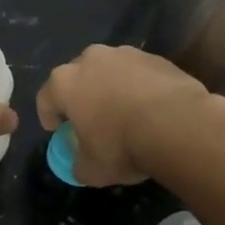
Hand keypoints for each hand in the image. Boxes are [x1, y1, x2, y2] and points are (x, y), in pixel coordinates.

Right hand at [36, 45, 211, 185]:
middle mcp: (90, 59)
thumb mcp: (91, 170)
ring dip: (112, 88)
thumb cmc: (122, 146)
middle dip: (82, 97)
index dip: (49, 117)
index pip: (45, 98)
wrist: (179, 126)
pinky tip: (152, 110)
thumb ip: (77, 163)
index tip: (58, 132)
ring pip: (110, 71)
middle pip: (77, 78)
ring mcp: (125, 54)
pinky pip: (139, 74)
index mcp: (65, 82)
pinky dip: (140, 87)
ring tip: (126, 114)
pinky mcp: (156, 57)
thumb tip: (79, 162)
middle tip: (93, 121)